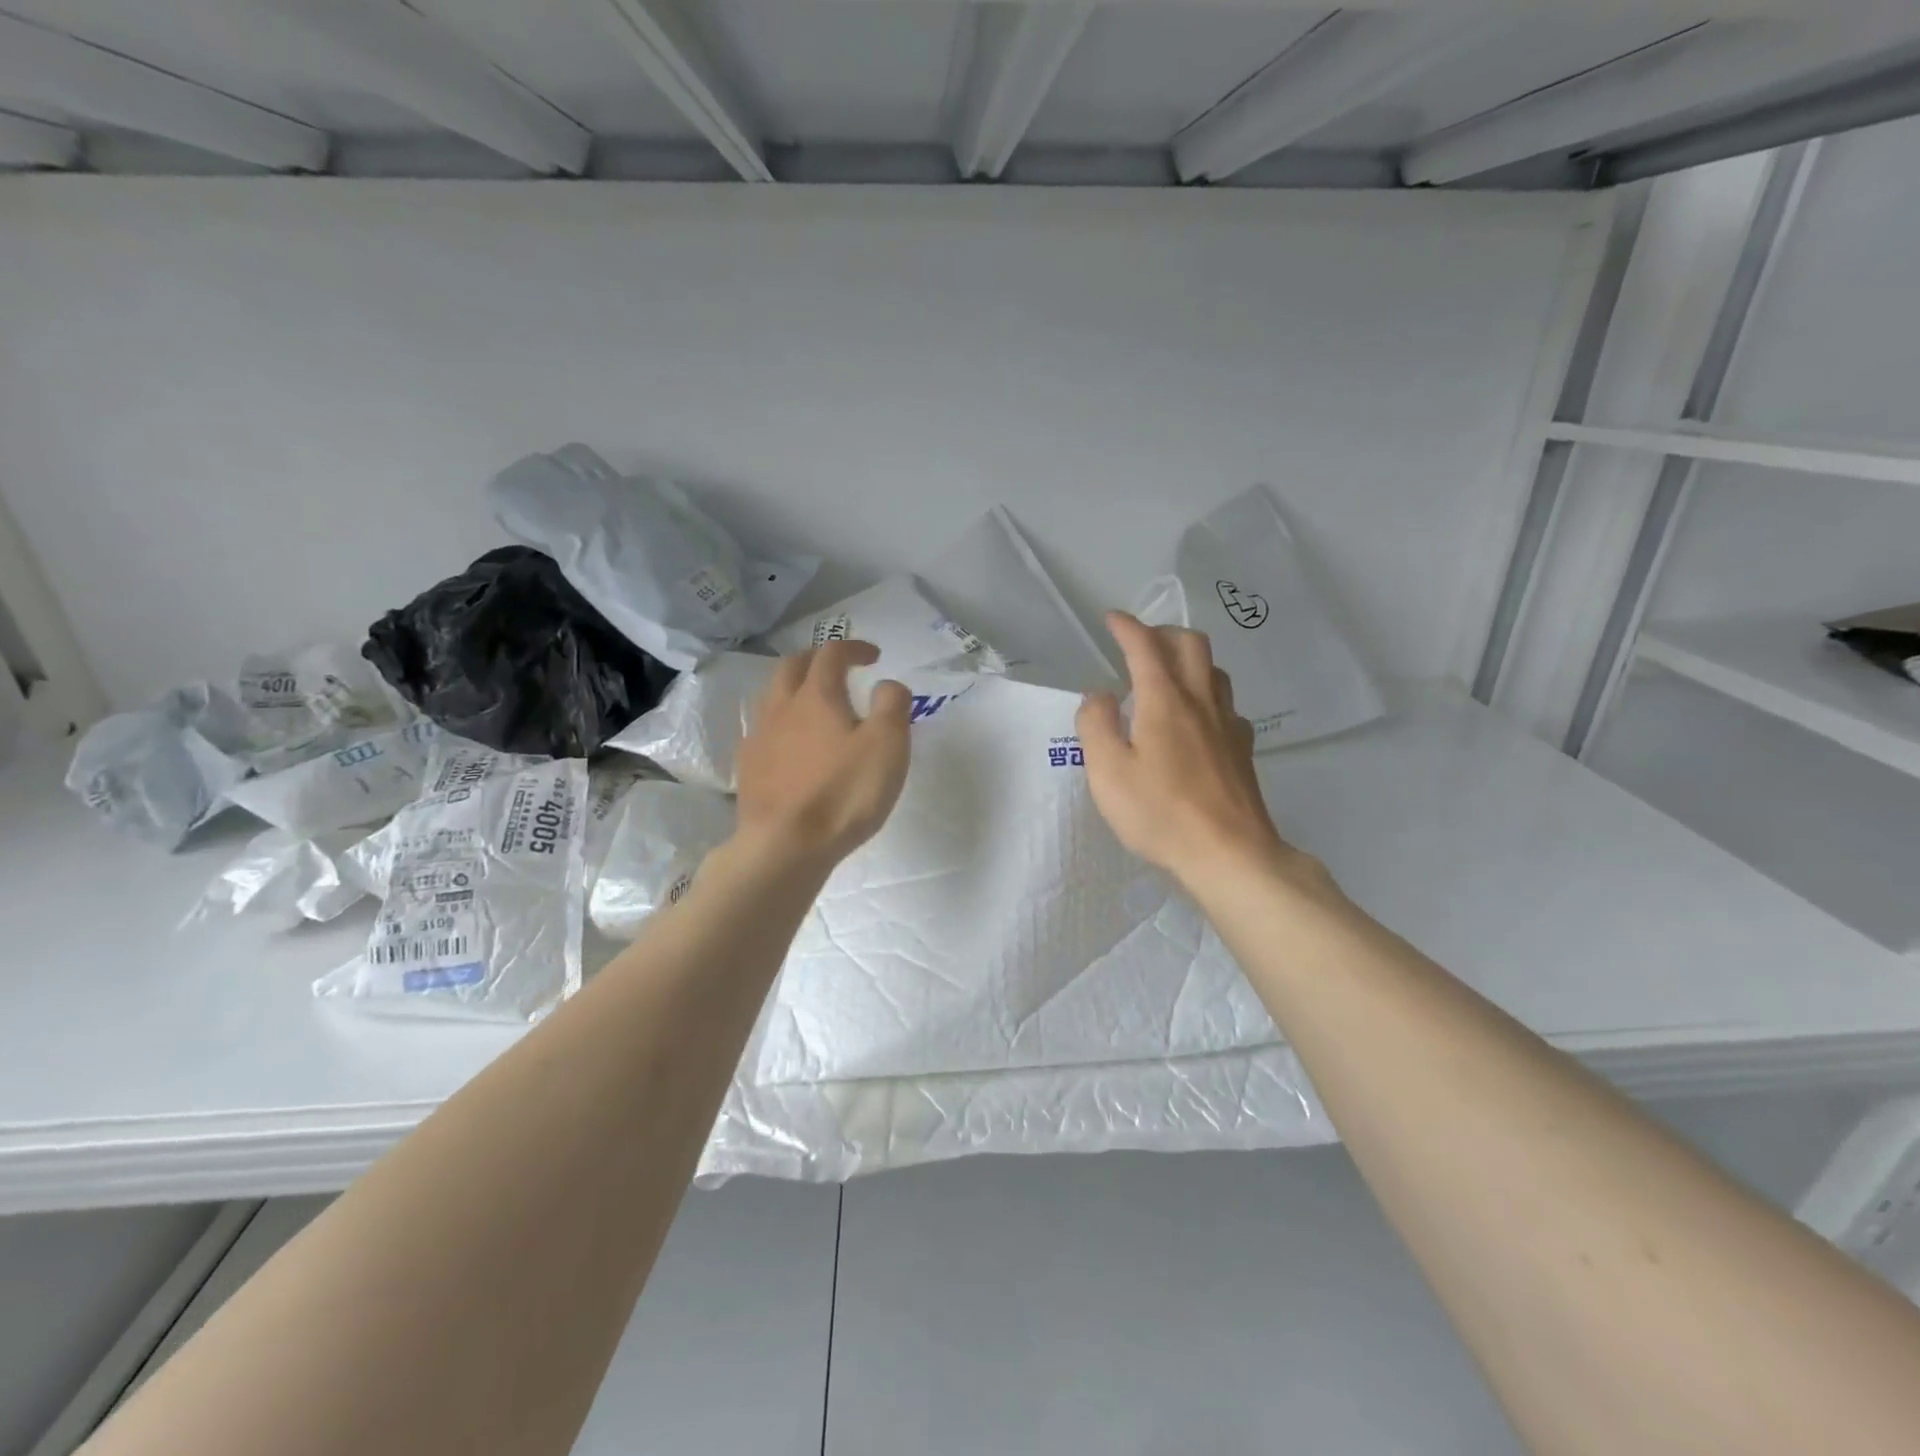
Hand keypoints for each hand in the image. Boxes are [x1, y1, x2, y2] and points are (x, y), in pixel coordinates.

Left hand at [733, 640, 911, 871]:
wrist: (785, 846)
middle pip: (792, 666)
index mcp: (817, 696)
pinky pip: (762, 729)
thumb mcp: (887, 746)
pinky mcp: (748, 767)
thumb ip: (892, 705)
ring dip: (794, 688)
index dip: (853, 648)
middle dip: (817, 660)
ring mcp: (759, 737)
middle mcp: (781, 707)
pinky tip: (790, 743)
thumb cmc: (843, 794)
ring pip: (772, 695)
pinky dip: (781, 723)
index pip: (831, 654)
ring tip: (814, 703)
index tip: (872, 657)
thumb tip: (887, 684)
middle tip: (838, 670)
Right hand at [1078, 611, 1309, 891]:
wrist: (1229, 853)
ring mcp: (1228, 725)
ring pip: (1215, 671)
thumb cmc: (1160, 812)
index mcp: (1164, 701)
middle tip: (1140, 643)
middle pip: (1191, 645)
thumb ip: (1096, 725)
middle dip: (1163, 633)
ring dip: (1189, 660)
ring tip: (1167, 675)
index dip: (1127, 627)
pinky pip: (1227, 705)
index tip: (1111, 618)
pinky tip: (1198, 720)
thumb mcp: (1108, 772)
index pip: (1145, 647)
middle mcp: (1201, 702)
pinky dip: (1207, 696)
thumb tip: (1099, 696)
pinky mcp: (1243, 750)